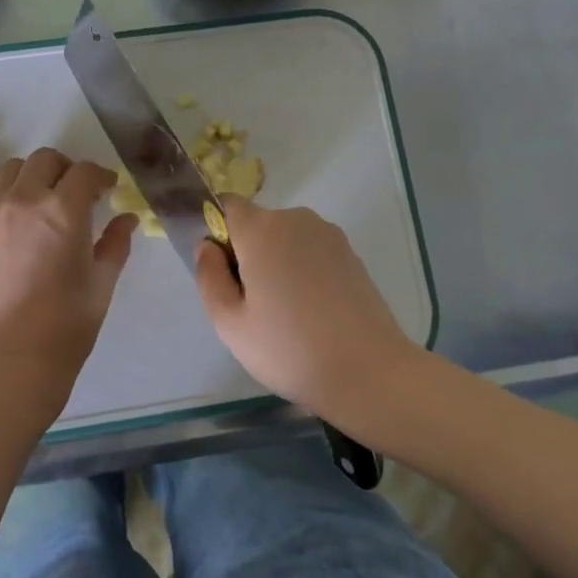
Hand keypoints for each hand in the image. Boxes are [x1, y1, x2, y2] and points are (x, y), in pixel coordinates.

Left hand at [0, 149, 136, 417]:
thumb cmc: (68, 323)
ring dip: (36, 174)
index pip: (84, 171)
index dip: (101, 176)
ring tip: (48, 200)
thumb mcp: (102, 281)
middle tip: (80, 191)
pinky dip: (14, 194)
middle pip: (45, 159)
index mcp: (63, 210)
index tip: (109, 189)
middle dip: (67, 168)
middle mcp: (25, 200)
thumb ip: (115, 242)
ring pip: (14, 169)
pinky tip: (27, 221)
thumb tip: (126, 219)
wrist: (14, 357)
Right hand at [195, 197, 417, 421]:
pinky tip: (311, 312)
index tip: (221, 270)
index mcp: (261, 230)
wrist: (369, 373)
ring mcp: (329, 235)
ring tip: (284, 312)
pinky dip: (303, 271)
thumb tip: (207, 247)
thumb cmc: (289, 349)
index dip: (217, 230)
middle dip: (247, 252)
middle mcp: (296, 220)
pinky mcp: (351, 254)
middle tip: (250, 303)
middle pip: (257, 224)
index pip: (226, 205)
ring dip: (276, 262)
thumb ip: (208, 276)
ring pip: (285, 238)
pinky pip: (311, 251)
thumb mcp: (229, 323)